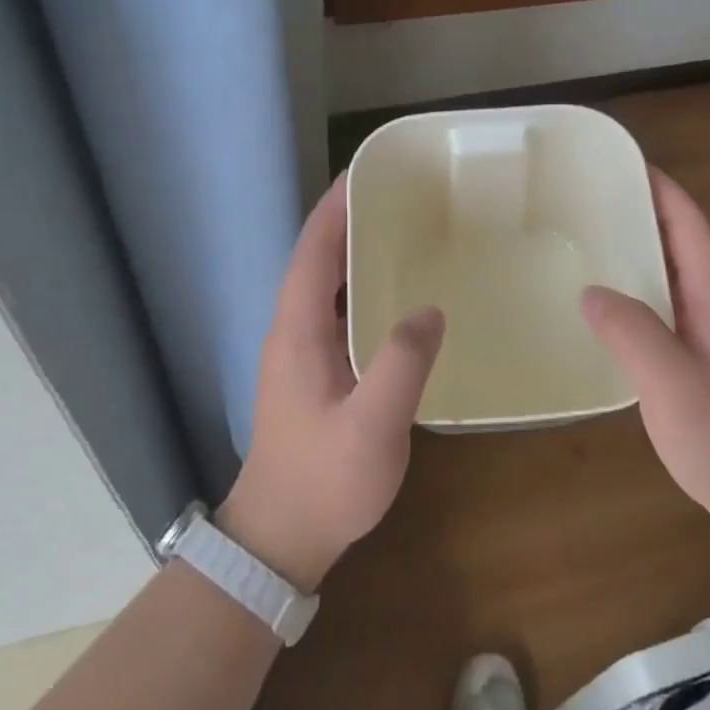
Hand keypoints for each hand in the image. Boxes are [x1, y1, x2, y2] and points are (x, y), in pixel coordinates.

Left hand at [219, 175, 444, 592]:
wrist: (280, 536)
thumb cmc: (324, 480)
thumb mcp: (372, 426)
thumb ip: (401, 364)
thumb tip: (429, 310)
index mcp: (298, 330)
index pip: (313, 251)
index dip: (334, 208)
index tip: (366, 173)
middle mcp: (291, 331)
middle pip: (316, 259)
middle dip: (349, 221)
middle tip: (399, 197)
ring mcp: (298, 353)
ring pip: (325, 285)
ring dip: (353, 253)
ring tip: (402, 234)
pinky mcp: (311, 372)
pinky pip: (335, 312)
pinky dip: (359, 289)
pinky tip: (395, 298)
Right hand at [580, 169, 709, 531]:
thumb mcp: (673, 381)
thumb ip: (632, 332)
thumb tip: (589, 291)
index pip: (687, 221)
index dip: (658, 186)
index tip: (616, 162)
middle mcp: (709, 300)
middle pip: (673, 237)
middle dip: (635, 209)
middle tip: (580, 197)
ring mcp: (700, 327)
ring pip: (662, 270)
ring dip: (629, 247)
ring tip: (578, 237)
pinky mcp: (688, 352)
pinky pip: (653, 302)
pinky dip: (626, 286)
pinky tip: (593, 300)